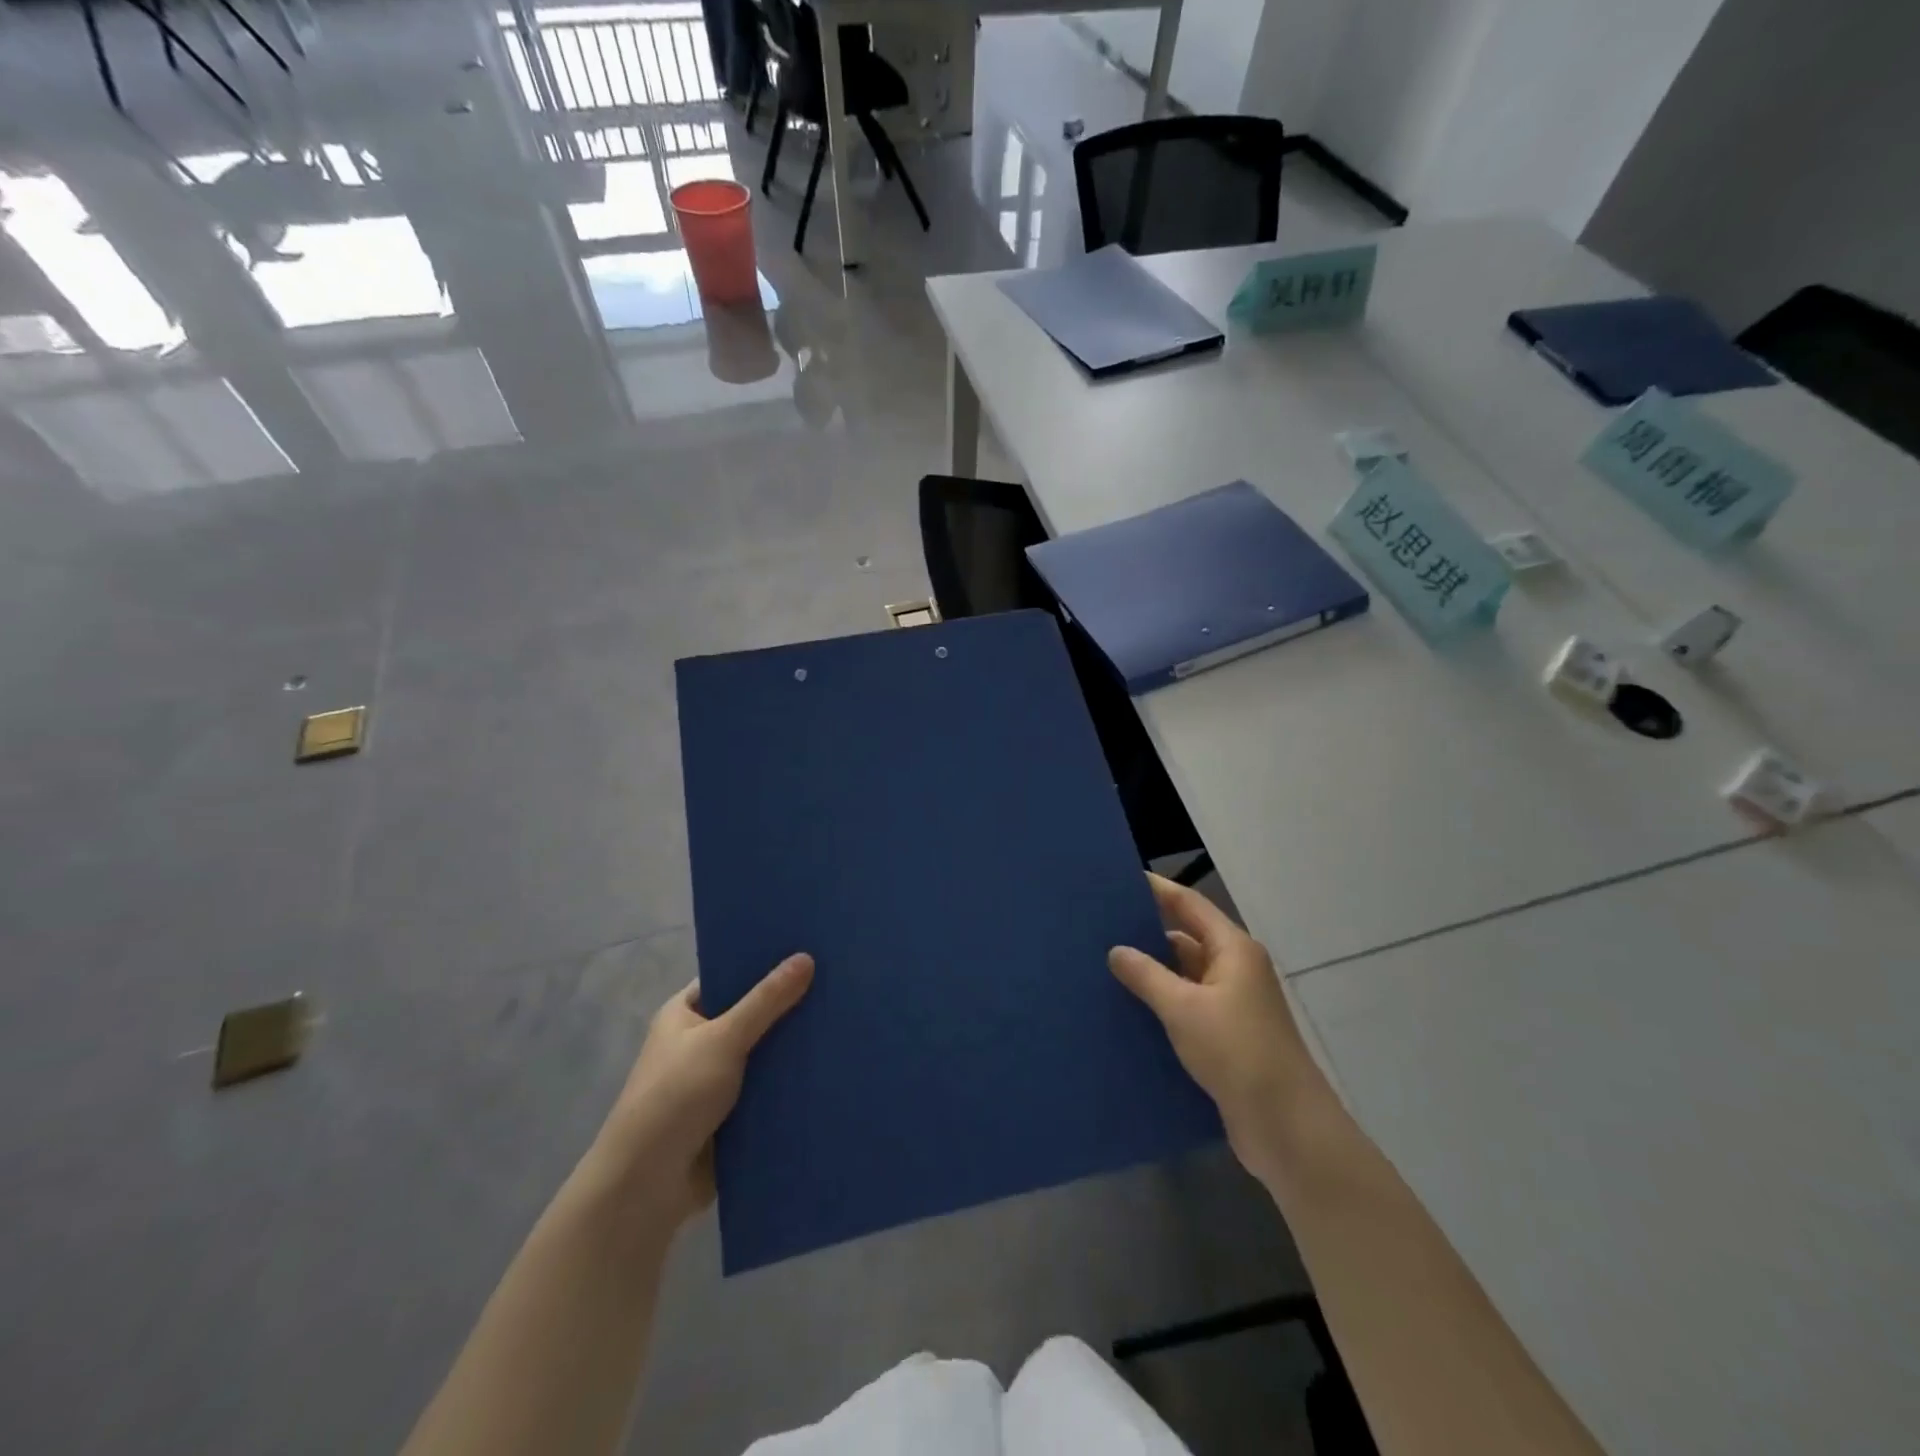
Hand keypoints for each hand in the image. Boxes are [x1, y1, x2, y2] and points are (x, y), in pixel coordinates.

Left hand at [593, 954, 813, 1226]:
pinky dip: (790, 1085)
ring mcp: (715, 1082)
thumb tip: (806, 957)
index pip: (728, 977)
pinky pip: (768, 1091)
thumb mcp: (724, 1038)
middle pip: (751, 1016)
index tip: (807, 951)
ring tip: (844, 1022)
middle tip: (837, 984)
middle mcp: (698, 1043)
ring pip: (763, 1055)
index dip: (763, 964)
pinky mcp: (731, 1117)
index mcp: (684, 1014)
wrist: (646, 1187)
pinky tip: (829, 1069)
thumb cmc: (675, 1096)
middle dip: (787, 1008)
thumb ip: (766, 1001)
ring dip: (792, 1049)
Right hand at [1109, 875, 1324, 1185]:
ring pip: (1183, 977)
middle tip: (1098, 929)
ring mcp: (1231, 1006)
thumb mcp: (1184, 1009)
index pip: (1189, 904)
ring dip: (1150, 974)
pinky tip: (1125, 1012)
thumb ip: (1147, 976)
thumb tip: (1117, 951)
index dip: (1157, 890)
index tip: (1119, 880)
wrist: (1287, 1128)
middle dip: (1145, 935)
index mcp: (1233, 950)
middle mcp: (1234, 970)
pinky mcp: (1224, 1039)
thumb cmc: (1238, 1053)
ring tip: (1101, 969)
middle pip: (1185, 940)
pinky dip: (1160, 1006)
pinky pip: (1185, 1009)